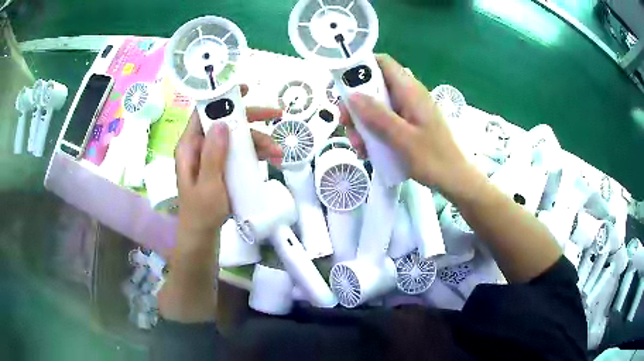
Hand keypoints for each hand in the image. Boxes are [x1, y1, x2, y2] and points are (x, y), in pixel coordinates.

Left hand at [174, 86, 282, 248]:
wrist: (204, 233)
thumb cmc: (202, 212)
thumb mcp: (209, 185)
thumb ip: (214, 155)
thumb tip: (223, 123)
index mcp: (190, 146)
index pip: (203, 113)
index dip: (222, 99)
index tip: (243, 90)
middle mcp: (201, 146)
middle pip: (226, 123)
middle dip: (252, 120)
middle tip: (277, 115)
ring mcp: (213, 156)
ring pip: (237, 138)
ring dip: (259, 141)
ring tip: (278, 153)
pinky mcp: (222, 165)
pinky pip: (240, 152)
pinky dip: (256, 154)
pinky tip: (272, 159)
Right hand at [340, 55, 471, 196]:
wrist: (455, 179)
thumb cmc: (434, 159)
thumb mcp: (403, 139)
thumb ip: (378, 116)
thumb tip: (352, 95)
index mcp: (410, 91)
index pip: (382, 63)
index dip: (360, 67)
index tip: (342, 85)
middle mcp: (408, 96)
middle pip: (374, 87)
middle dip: (355, 104)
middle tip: (345, 123)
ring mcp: (408, 111)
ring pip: (376, 106)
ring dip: (362, 123)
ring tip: (358, 146)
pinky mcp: (408, 125)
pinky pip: (384, 121)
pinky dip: (372, 133)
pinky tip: (368, 152)